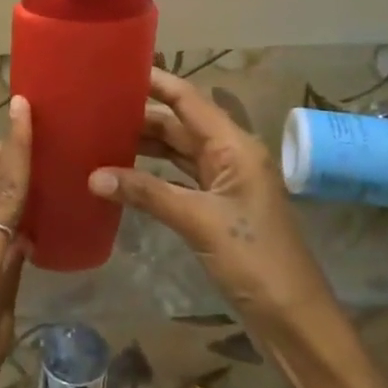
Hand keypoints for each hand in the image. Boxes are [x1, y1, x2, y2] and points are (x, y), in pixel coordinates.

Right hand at [89, 70, 330, 338]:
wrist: (294, 319)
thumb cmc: (254, 259)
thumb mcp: (198, 221)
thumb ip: (146, 193)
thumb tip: (93, 176)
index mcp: (234, 146)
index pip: (188, 99)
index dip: (155, 81)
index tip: (117, 68)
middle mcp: (230, 154)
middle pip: (179, 123)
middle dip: (140, 115)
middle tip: (94, 106)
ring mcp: (225, 181)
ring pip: (178, 150)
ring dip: (144, 144)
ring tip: (100, 134)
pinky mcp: (218, 206)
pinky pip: (180, 177)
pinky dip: (153, 173)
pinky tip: (123, 173)